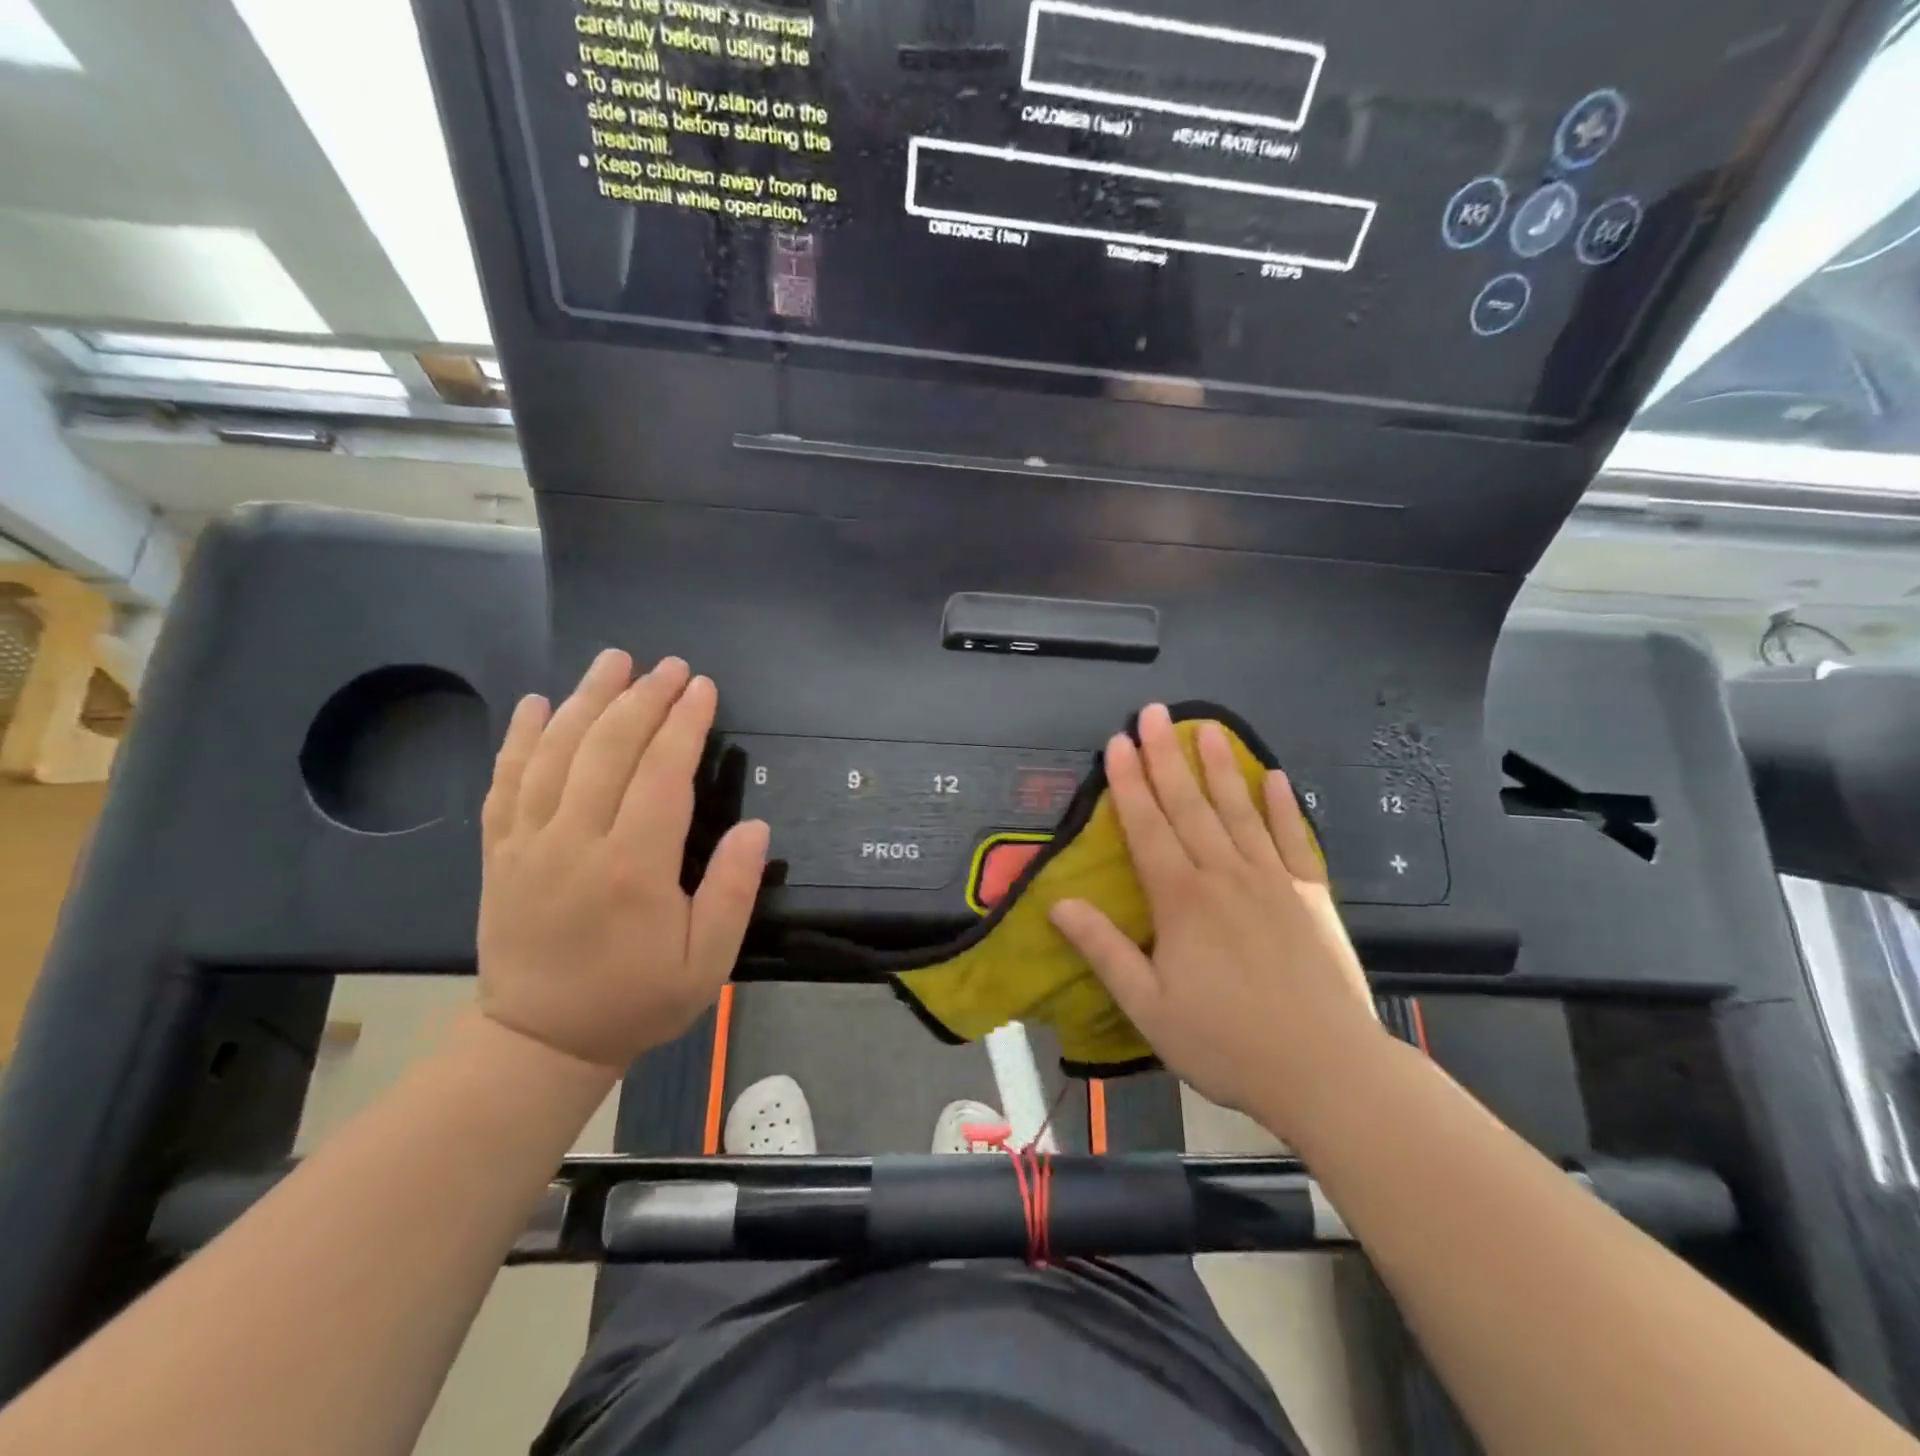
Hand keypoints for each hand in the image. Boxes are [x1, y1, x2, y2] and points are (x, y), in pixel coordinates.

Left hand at [476, 650, 768, 1071]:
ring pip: (555, 753)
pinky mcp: (499, 852)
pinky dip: (521, 738)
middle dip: (643, 698)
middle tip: (668, 666)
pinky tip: (538, 704)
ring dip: (587, 700)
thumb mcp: (707, 961)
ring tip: (612, 661)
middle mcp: (576, 842)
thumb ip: (733, 891)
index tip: (702, 687)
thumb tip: (756, 828)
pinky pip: (505, 782)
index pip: (661, 774)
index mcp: (632, 867)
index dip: (684, 724)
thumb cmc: (636, 998)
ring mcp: (528, 843)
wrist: (540, 1040)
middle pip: (609, 749)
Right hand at [1049, 704, 1385, 1138]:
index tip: (1116, 742)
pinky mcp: (1311, 895)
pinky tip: (1276, 777)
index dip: (1128, 783)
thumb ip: (1104, 949)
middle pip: (1189, 805)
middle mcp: (1224, 875)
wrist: (1327, 1072)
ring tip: (1209, 727)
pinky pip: (1294, 839)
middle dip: (1167, 756)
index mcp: (1181, 900)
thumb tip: (1058, 903)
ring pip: (1239, 810)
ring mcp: (1273, 880)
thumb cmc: (1226, 1043)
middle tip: (1154, 712)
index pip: (1147, 827)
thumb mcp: (1149, 1007)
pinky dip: (1283, 806)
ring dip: (1221, 766)